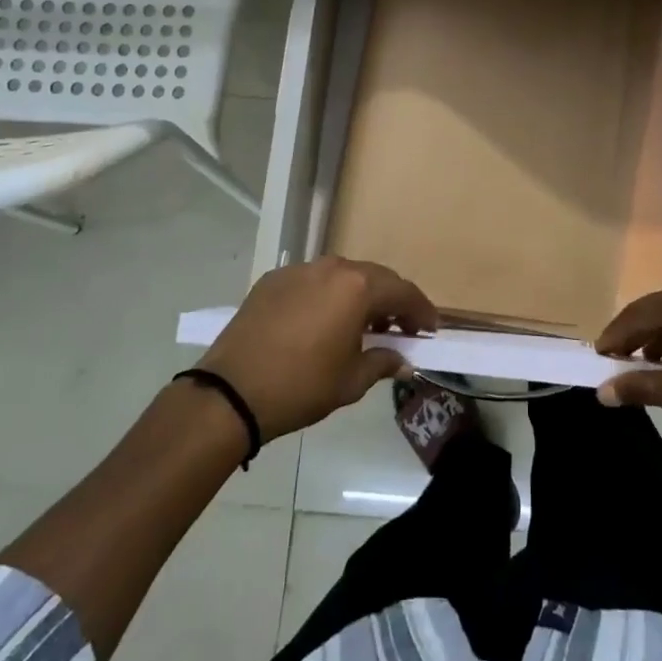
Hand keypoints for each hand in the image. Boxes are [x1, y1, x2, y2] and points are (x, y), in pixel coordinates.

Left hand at [196, 257, 436, 441]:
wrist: (230, 392)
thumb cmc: (301, 387)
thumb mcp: (350, 381)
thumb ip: (382, 362)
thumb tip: (402, 359)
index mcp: (356, 287)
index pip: (402, 292)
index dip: (421, 310)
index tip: (430, 329)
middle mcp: (331, 268)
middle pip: (374, 278)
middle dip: (392, 301)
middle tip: (402, 327)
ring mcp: (299, 270)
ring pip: (342, 276)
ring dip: (359, 295)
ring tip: (363, 324)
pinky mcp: (272, 280)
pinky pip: (312, 281)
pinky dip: (327, 296)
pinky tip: (323, 321)